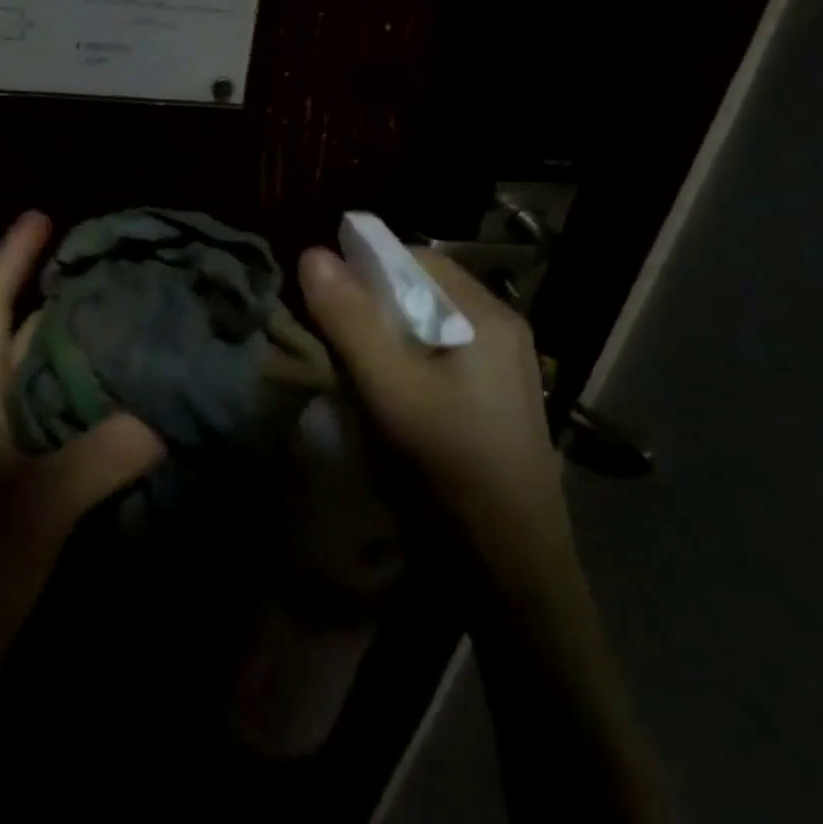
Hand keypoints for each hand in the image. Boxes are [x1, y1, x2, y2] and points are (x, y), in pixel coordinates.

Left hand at [0, 210, 165, 576]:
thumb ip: (102, 454)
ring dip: (81, 352)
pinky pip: (57, 424)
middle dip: (59, 301)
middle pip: (18, 339)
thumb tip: (165, 416)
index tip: (42, 217)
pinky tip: (129, 407)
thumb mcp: (39, 506)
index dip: (9, 258)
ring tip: (133, 328)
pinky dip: (89, 403)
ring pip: (41, 382)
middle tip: (115, 276)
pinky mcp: (15, 486)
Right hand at [297, 244, 578, 604]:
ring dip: (381, 339)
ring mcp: (499, 367)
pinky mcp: (490, 399)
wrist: (510, 570)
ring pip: (424, 326)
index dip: (363, 268)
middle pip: (420, 291)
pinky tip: (385, 401)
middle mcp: (500, 331)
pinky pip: (435, 358)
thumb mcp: (389, 391)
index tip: (323, 300)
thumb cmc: (448, 472)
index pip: (414, 258)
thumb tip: (312, 253)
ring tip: (354, 376)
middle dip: (369, 308)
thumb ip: (350, 321)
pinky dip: (401, 365)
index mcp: (486, 317)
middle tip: (334, 345)